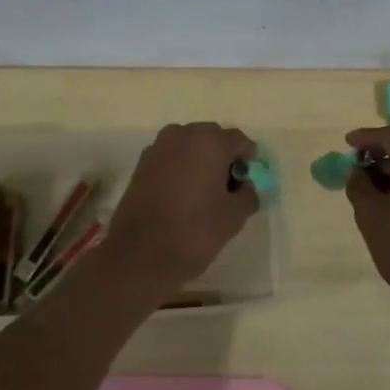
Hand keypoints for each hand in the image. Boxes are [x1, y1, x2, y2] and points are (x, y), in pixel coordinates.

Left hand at [99, 123, 258, 296]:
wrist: (139, 255)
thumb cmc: (194, 231)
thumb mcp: (235, 216)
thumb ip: (248, 193)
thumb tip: (244, 185)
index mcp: (209, 141)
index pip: (240, 141)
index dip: (249, 162)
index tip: (247, 184)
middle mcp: (182, 134)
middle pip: (213, 139)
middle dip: (224, 159)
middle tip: (228, 190)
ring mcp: (158, 147)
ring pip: (190, 148)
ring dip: (201, 163)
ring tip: (204, 195)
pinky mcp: (141, 164)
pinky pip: (171, 159)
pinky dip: (181, 170)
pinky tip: (182, 197)